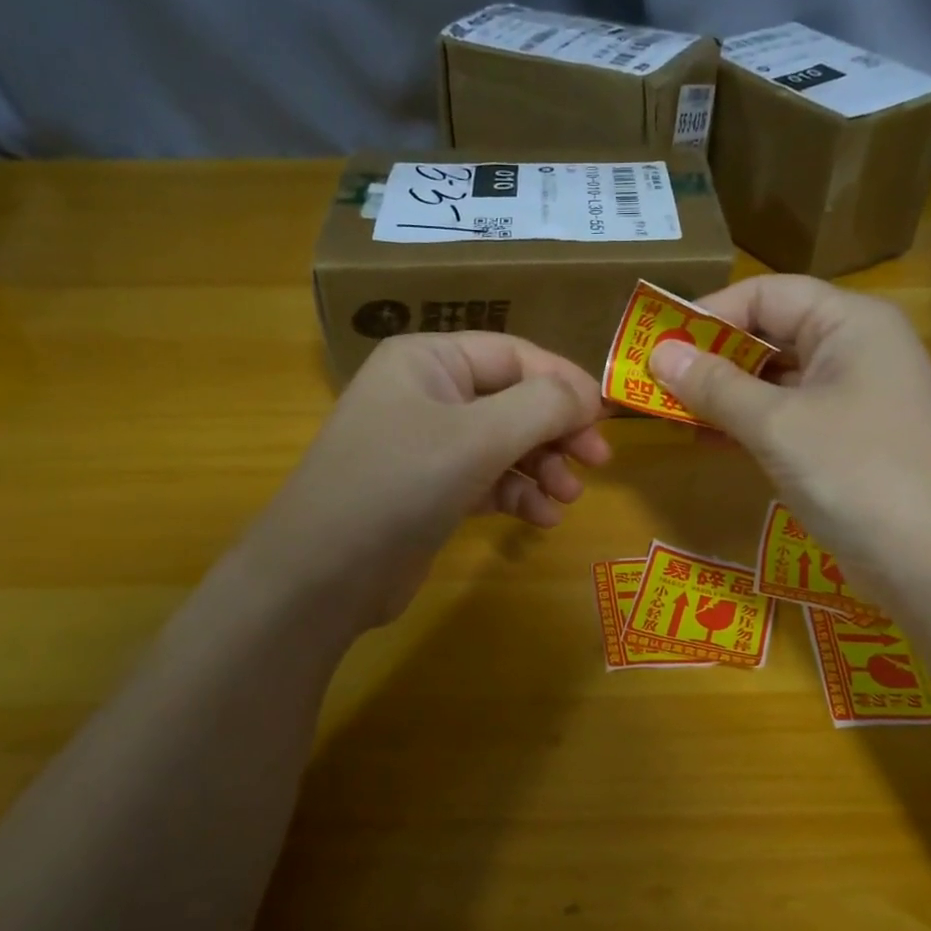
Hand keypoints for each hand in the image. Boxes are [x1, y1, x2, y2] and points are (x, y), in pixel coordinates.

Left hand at [247, 333, 609, 627]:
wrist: (323, 575)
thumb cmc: (399, 485)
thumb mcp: (477, 437)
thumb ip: (542, 406)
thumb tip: (589, 395)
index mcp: (429, 360)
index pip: (515, 355)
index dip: (565, 383)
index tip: (607, 418)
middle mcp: (427, 394)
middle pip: (513, 400)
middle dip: (557, 432)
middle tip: (598, 463)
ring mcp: (426, 446)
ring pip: (505, 445)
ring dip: (542, 469)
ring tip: (567, 498)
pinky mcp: (430, 492)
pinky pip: (488, 481)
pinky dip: (517, 496)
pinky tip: (540, 520)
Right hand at [649, 274, 930, 591]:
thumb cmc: (858, 474)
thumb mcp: (777, 425)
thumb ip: (716, 386)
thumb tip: (659, 355)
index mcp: (849, 323)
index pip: (766, 294)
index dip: (708, 314)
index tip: (657, 345)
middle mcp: (855, 350)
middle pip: (771, 334)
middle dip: (712, 358)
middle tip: (655, 383)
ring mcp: (855, 399)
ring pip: (776, 381)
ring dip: (725, 395)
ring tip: (672, 413)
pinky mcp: (849, 442)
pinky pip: (788, 418)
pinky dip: (749, 425)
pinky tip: (710, 440)